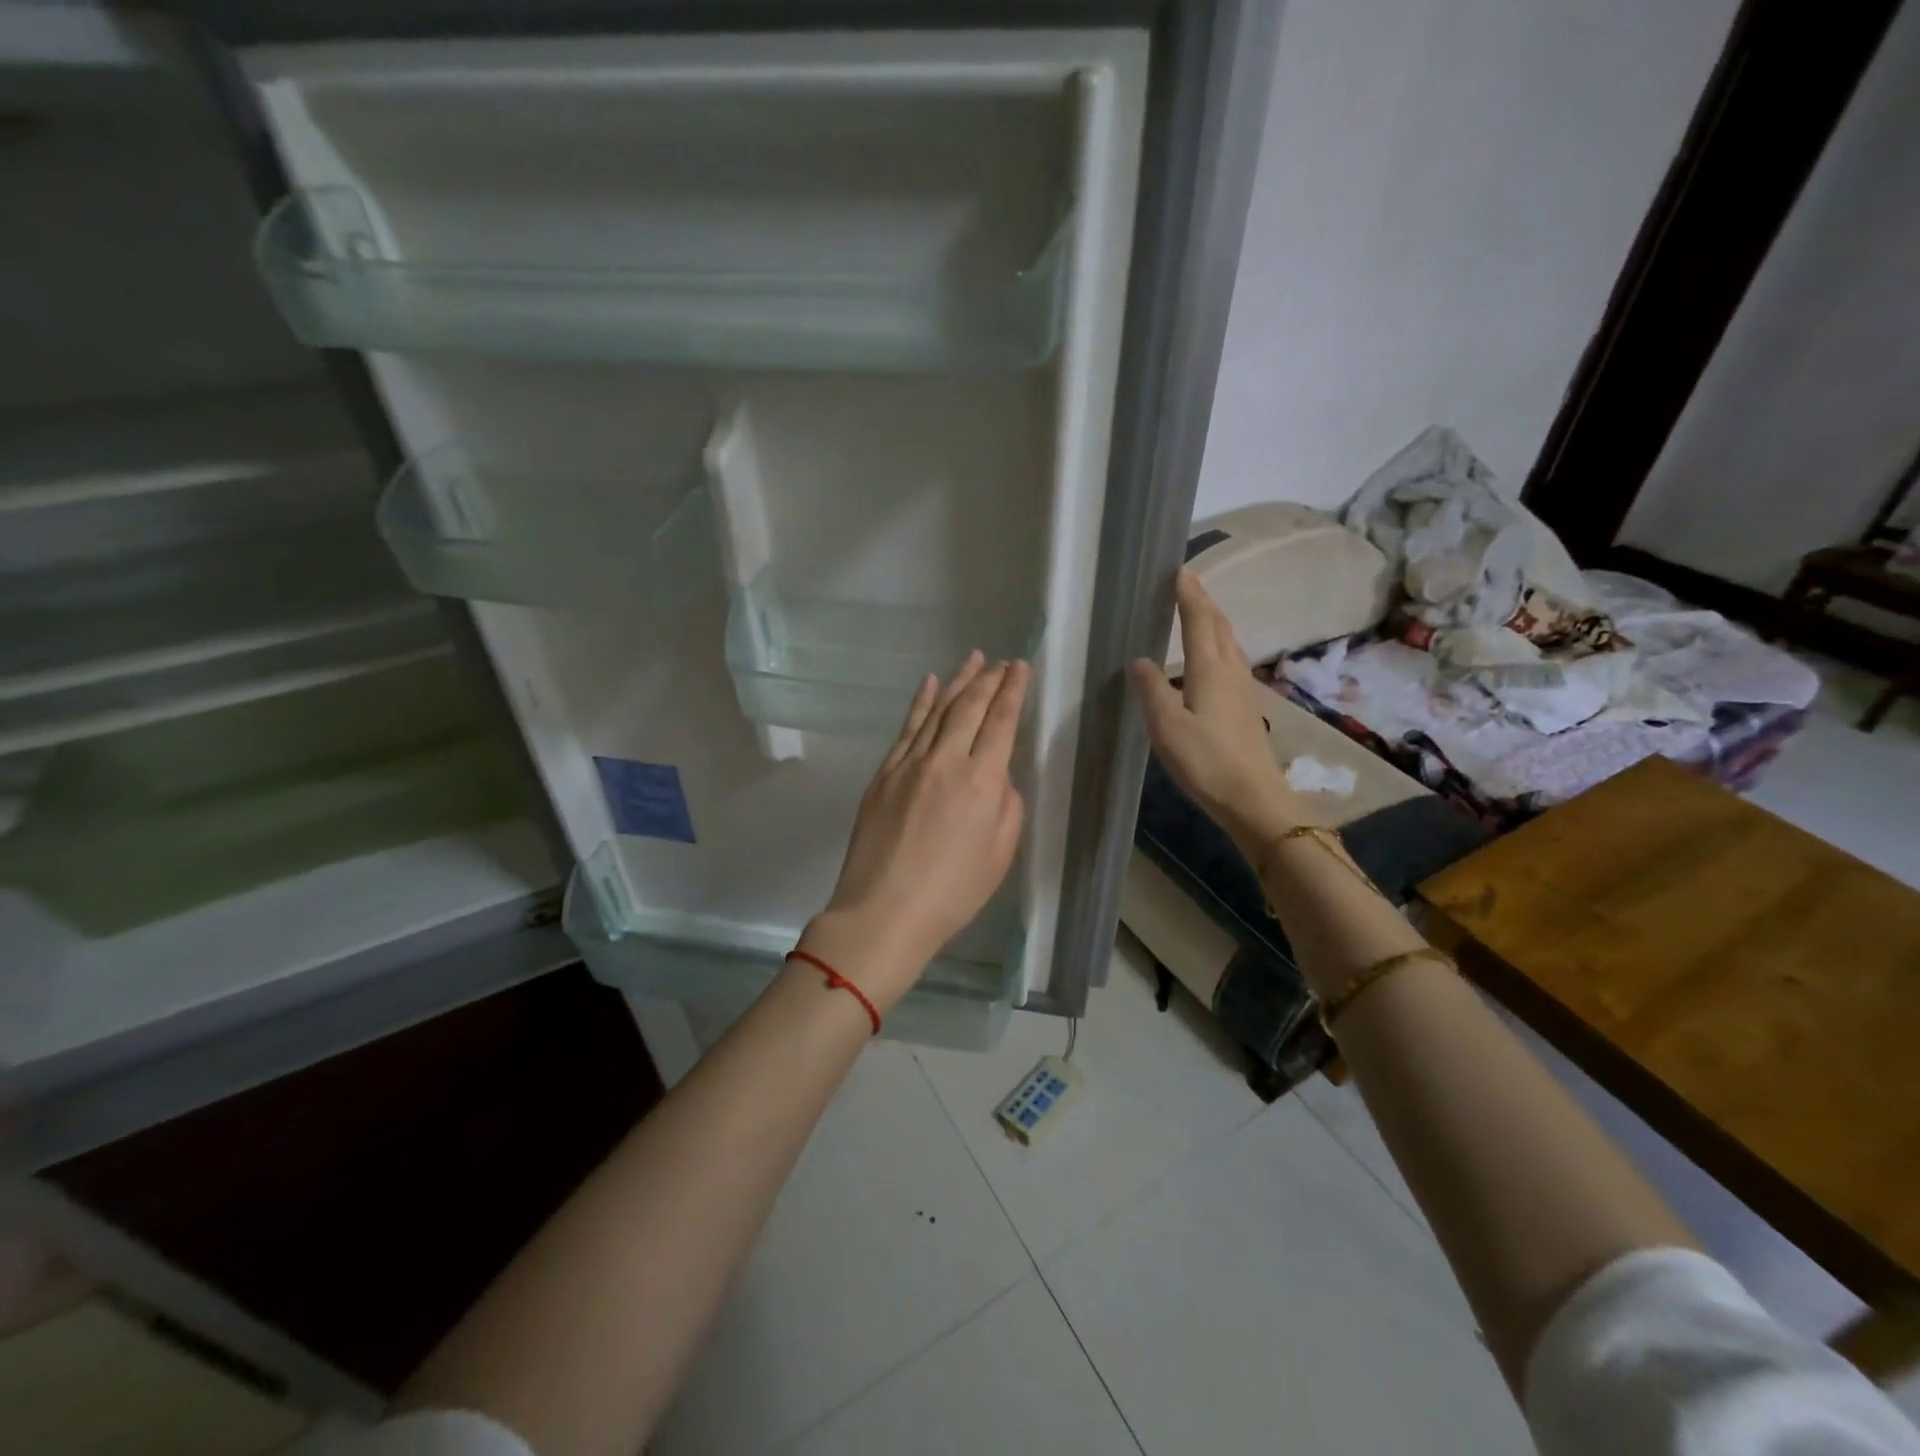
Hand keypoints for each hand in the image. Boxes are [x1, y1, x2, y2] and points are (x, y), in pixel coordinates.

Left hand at [803, 651, 1028, 1010]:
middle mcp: (945, 761)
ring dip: (956, 682)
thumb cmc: (951, 893)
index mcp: (981, 782)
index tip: (1020, 667)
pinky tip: (929, 684)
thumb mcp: (999, 855)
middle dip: (988, 680)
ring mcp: (908, 764)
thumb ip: (1007, 807)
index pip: (1000, 723)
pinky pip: (906, 729)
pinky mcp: (883, 775)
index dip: (1012, 691)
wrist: (883, 912)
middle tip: (1001, 661)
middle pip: (969, 708)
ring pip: (936, 711)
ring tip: (973, 659)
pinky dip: (919, 704)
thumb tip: (997, 777)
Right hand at [1131, 569, 1314, 854]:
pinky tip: (1211, 658)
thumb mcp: (1167, 726)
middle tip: (1187, 583)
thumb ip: (1153, 690)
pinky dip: (1218, 644)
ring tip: (1198, 612)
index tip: (1179, 570)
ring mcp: (1243, 689)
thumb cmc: (1206, 761)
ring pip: (1228, 642)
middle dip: (1203, 601)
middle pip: (1219, 626)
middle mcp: (1230, 671)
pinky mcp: (1245, 707)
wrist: (1253, 797)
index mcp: (1209, 670)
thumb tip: (1141, 661)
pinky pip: (1231, 660)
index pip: (1198, 621)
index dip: (1189, 595)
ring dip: (1213, 621)